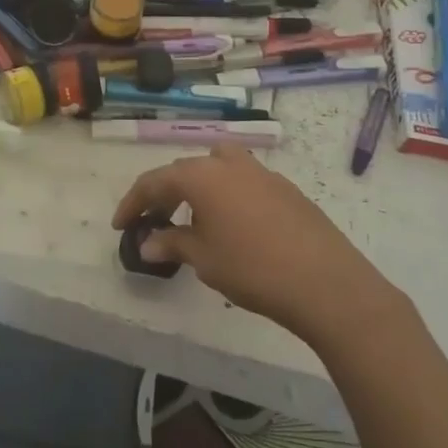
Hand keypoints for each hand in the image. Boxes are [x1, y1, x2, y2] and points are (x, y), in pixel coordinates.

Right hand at [112, 146, 406, 338]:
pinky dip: (227, 195)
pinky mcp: (286, 189)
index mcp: (202, 176)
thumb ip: (172, 244)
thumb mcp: (204, 259)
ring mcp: (262, 173)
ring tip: (193, 217)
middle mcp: (230, 164)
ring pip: (218, 167)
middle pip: (185, 170)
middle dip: (164, 194)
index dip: (133, 203)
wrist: (326, 283)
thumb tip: (148, 243)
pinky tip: (232, 226)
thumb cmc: (253, 268)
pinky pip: (244, 182)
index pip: (155, 181)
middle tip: (154, 222)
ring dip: (199, 186)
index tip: (121, 225)